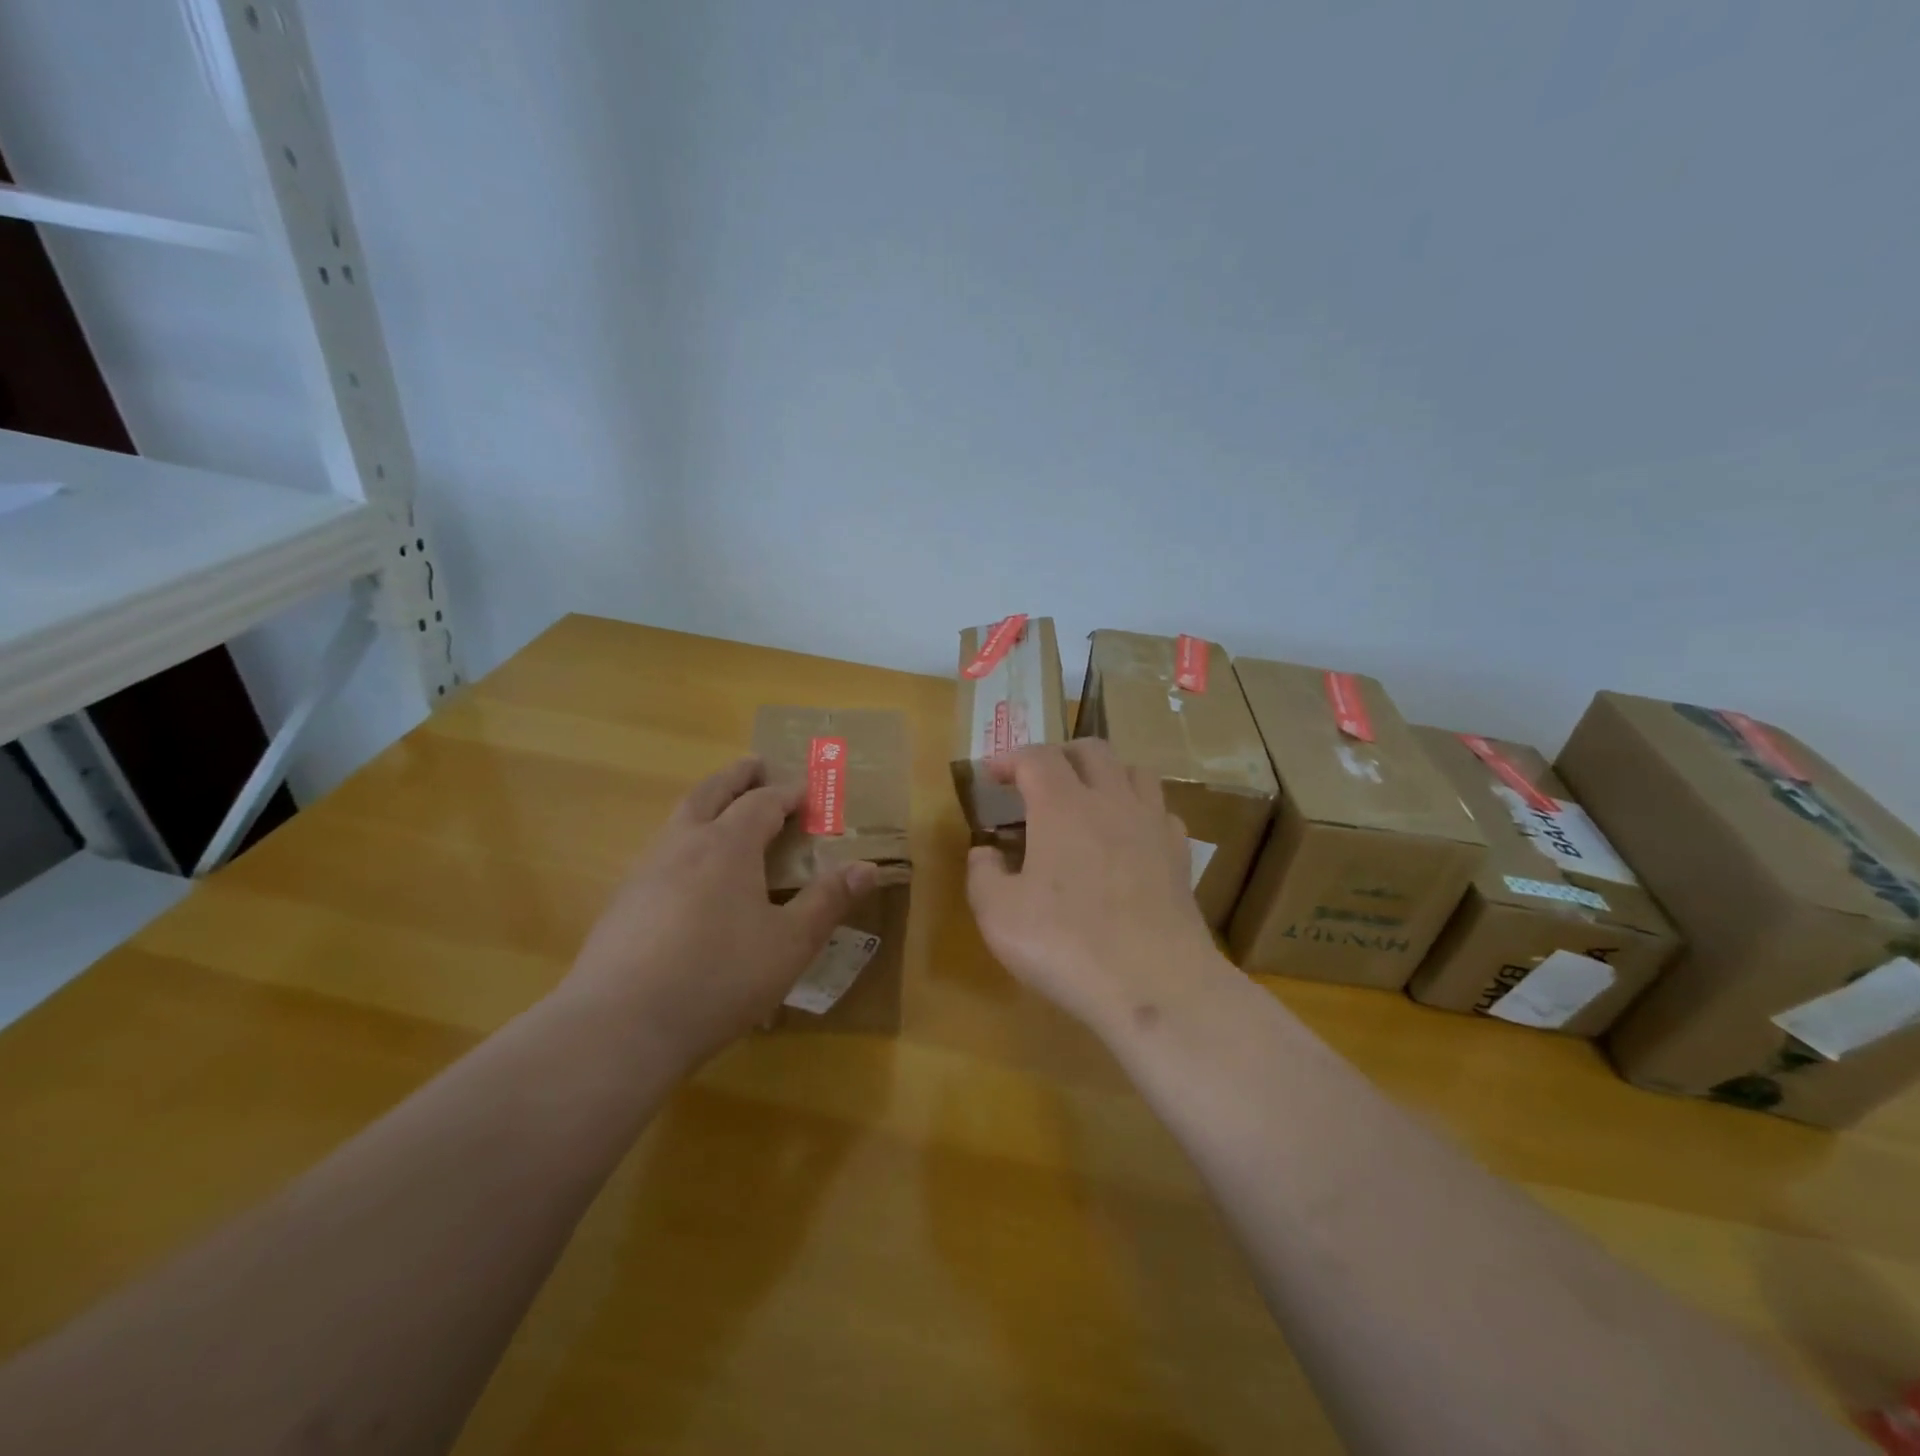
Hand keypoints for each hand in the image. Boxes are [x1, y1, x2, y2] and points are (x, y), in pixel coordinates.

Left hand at [561, 757, 876, 1073]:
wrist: (619, 1027)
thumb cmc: (718, 978)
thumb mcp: (789, 944)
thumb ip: (827, 901)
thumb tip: (867, 868)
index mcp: (727, 846)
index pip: (761, 803)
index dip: (787, 793)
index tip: (806, 791)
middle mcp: (683, 845)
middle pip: (711, 793)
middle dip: (737, 777)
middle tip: (755, 765)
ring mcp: (645, 871)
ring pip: (679, 819)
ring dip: (706, 804)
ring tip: (723, 811)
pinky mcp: (622, 902)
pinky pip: (661, 852)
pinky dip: (684, 841)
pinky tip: (689, 874)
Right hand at [966, 741, 1227, 1036]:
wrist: (1154, 984)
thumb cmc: (1066, 944)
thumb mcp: (998, 915)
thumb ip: (982, 875)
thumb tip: (985, 852)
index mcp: (1062, 806)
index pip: (1035, 757)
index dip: (1009, 758)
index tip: (992, 775)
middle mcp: (1110, 801)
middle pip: (1090, 749)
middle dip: (1059, 754)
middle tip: (1037, 780)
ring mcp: (1152, 825)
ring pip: (1134, 771)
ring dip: (1105, 773)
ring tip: (1087, 798)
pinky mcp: (1179, 855)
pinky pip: (1161, 811)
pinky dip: (1139, 811)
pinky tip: (1128, 837)